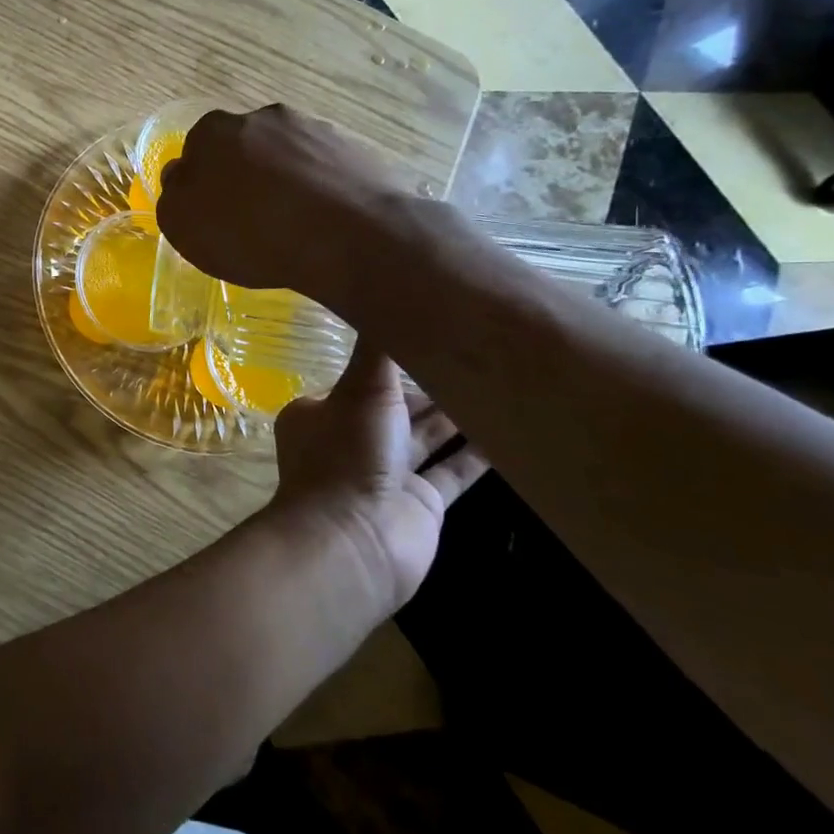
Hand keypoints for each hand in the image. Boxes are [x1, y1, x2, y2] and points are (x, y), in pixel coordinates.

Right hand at [156, 105, 403, 296]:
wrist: (350, 236)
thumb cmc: (252, 233)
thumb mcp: (184, 226)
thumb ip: (173, 196)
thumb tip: (180, 177)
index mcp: (213, 132)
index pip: (196, 151)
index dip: (201, 183)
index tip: (212, 213)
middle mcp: (261, 117)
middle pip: (242, 147)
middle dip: (243, 175)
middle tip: (250, 218)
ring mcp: (312, 127)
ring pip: (285, 154)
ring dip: (282, 180)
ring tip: (291, 223)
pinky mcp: (352, 146)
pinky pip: (322, 166)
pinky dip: (318, 187)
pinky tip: (322, 220)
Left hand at [271, 338, 487, 609]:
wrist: (355, 541)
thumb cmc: (348, 454)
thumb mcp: (362, 388)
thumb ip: (378, 349)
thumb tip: (385, 291)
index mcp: (323, 412)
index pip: (364, 379)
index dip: (396, 361)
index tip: (433, 335)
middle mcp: (352, 439)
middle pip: (399, 406)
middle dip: (433, 385)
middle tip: (480, 355)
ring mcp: (387, 474)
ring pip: (428, 437)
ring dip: (458, 415)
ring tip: (502, 383)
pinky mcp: (421, 505)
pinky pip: (454, 472)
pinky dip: (478, 455)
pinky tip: (510, 433)